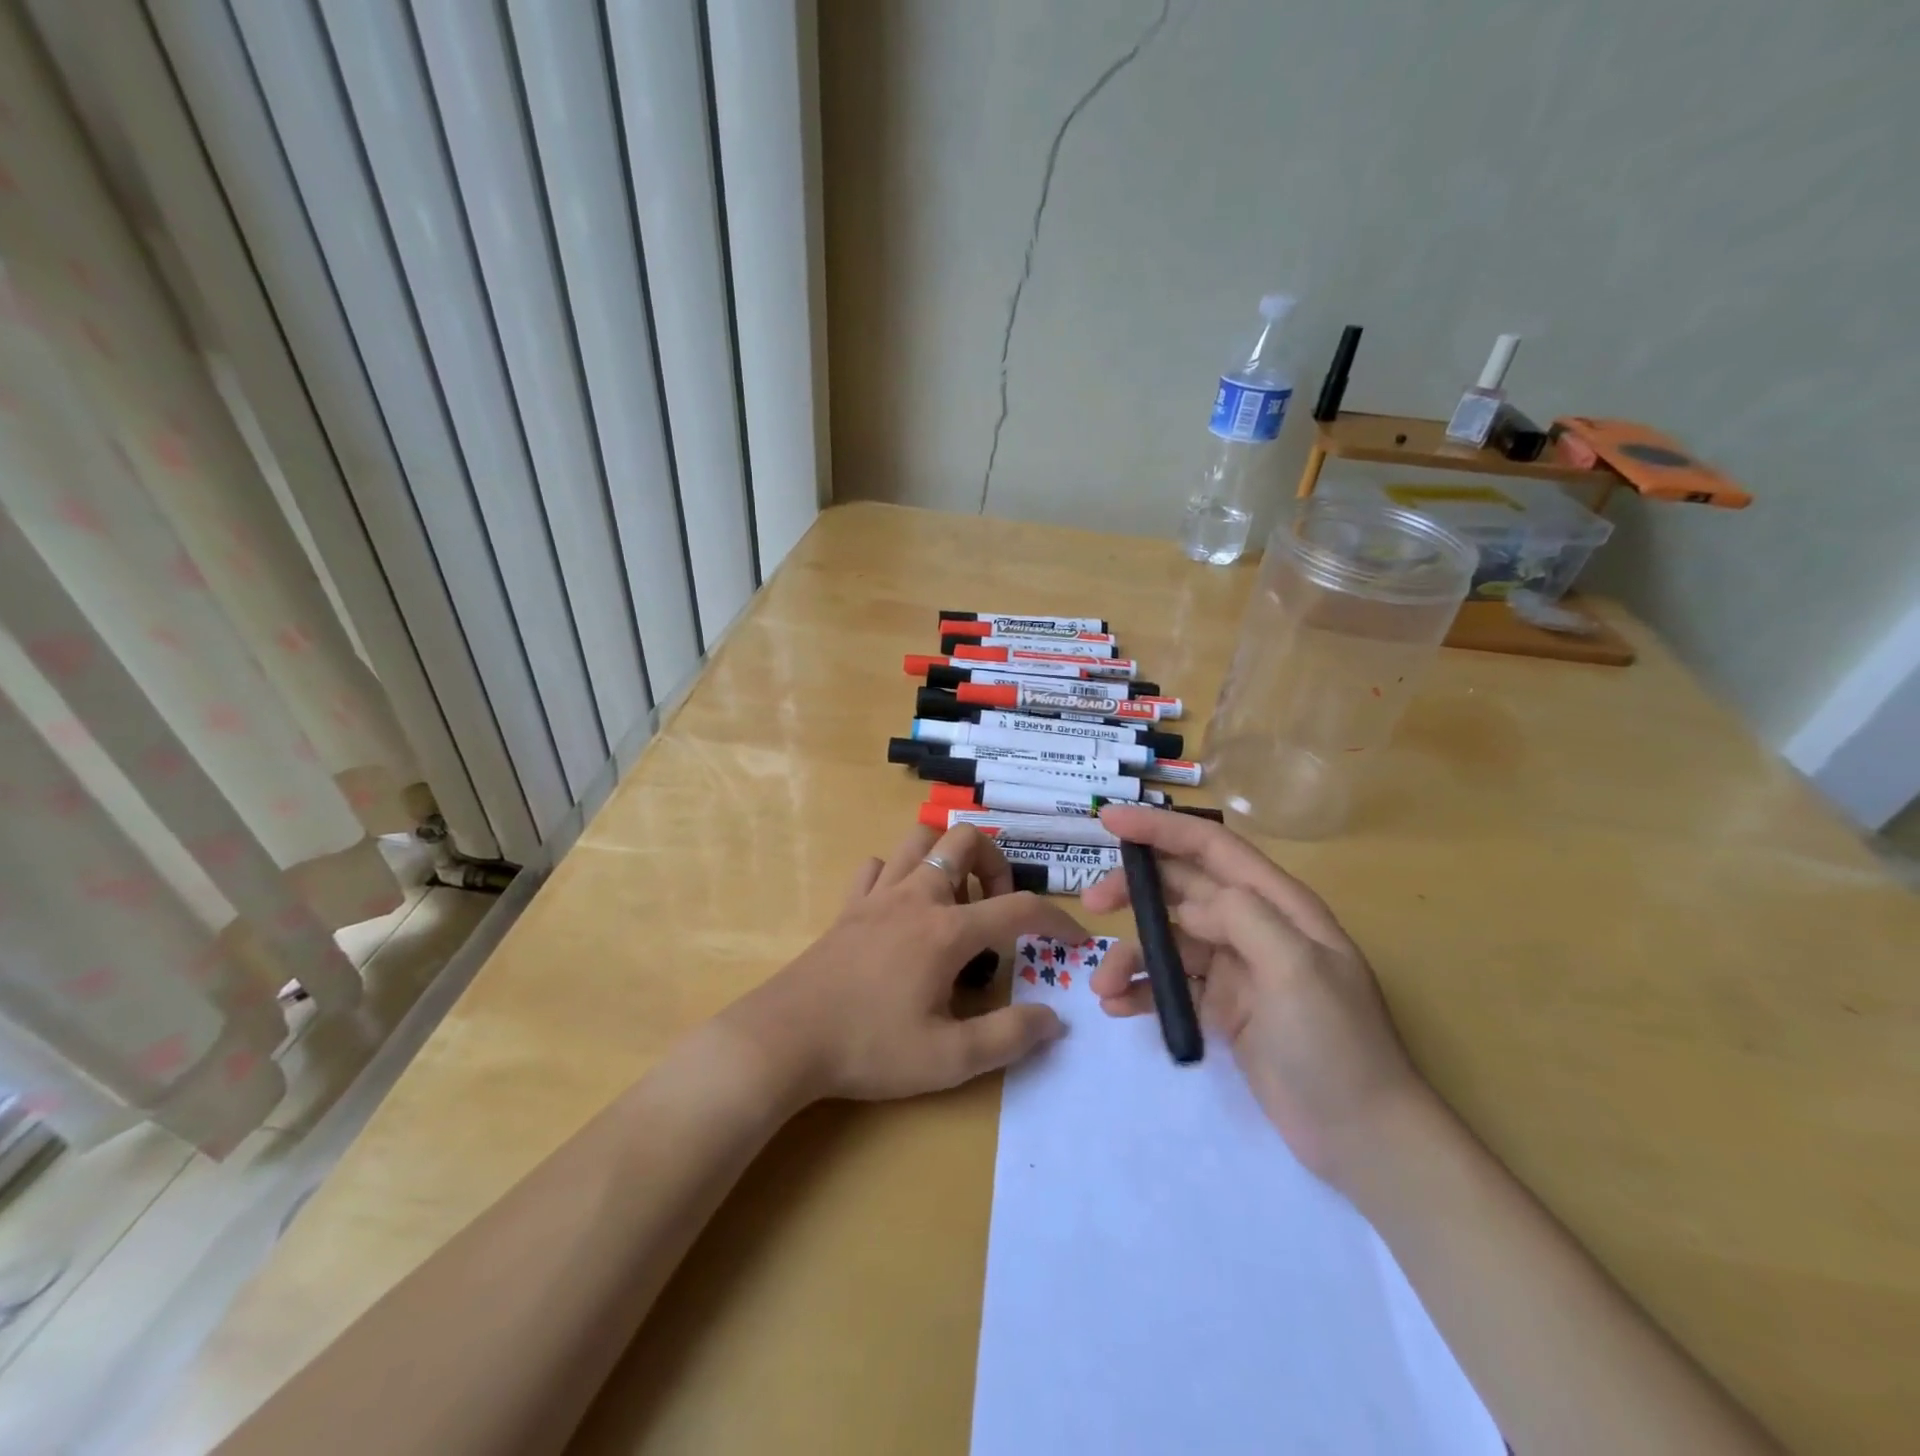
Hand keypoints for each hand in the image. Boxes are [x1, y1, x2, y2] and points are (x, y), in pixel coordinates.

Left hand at [724, 823, 1087, 1104]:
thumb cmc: (869, 1048)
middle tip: (996, 909)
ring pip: (920, 841)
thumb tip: (1054, 1019)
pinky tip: (902, 909)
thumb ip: (1009, 1038)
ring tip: (954, 904)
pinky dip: (899, 875)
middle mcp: (917, 897)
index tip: (1074, 939)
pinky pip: (878, 867)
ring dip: (947, 859)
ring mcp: (878, 896)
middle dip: (995, 864)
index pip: (1018, 908)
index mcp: (947, 930)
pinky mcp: (848, 907)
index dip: (1056, 919)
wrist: (785, 1038)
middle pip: (965, 840)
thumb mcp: (948, 1058)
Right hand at [1083, 805, 1427, 1192]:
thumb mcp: (1297, 969)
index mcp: (1277, 904)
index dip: (1159, 828)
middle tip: (1090, 904)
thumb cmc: (1335, 1044)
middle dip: (1133, 890)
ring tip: (1101, 986)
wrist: (1362, 1139)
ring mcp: (1236, 968)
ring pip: (1168, 940)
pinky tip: (1118, 1007)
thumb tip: (1192, 906)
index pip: (1210, 847)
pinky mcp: (1221, 1007)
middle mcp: (1253, 926)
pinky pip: (1170, 984)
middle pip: (1180, 889)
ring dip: (1130, 955)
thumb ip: (1243, 917)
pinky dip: (1141, 990)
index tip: (1108, 819)